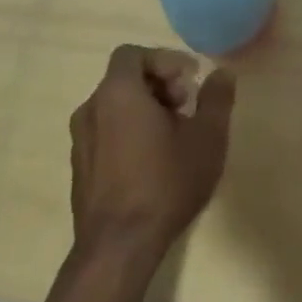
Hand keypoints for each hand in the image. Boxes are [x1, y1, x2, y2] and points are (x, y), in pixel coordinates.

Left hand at [69, 46, 235, 263]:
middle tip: (187, 107)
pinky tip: (152, 161)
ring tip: (173, 136)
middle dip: (159, 85)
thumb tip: (222, 74)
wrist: (118, 248)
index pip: (133, 54)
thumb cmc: (165, 183)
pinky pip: (105, 132)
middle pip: (125, 79)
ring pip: (115, 107)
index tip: (189, 82)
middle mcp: (91, 108)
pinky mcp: (79, 168)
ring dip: (145, 109)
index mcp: (118, 92)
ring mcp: (80, 140)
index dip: (164, 60)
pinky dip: (128, 132)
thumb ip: (216, 98)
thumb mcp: (207, 137)